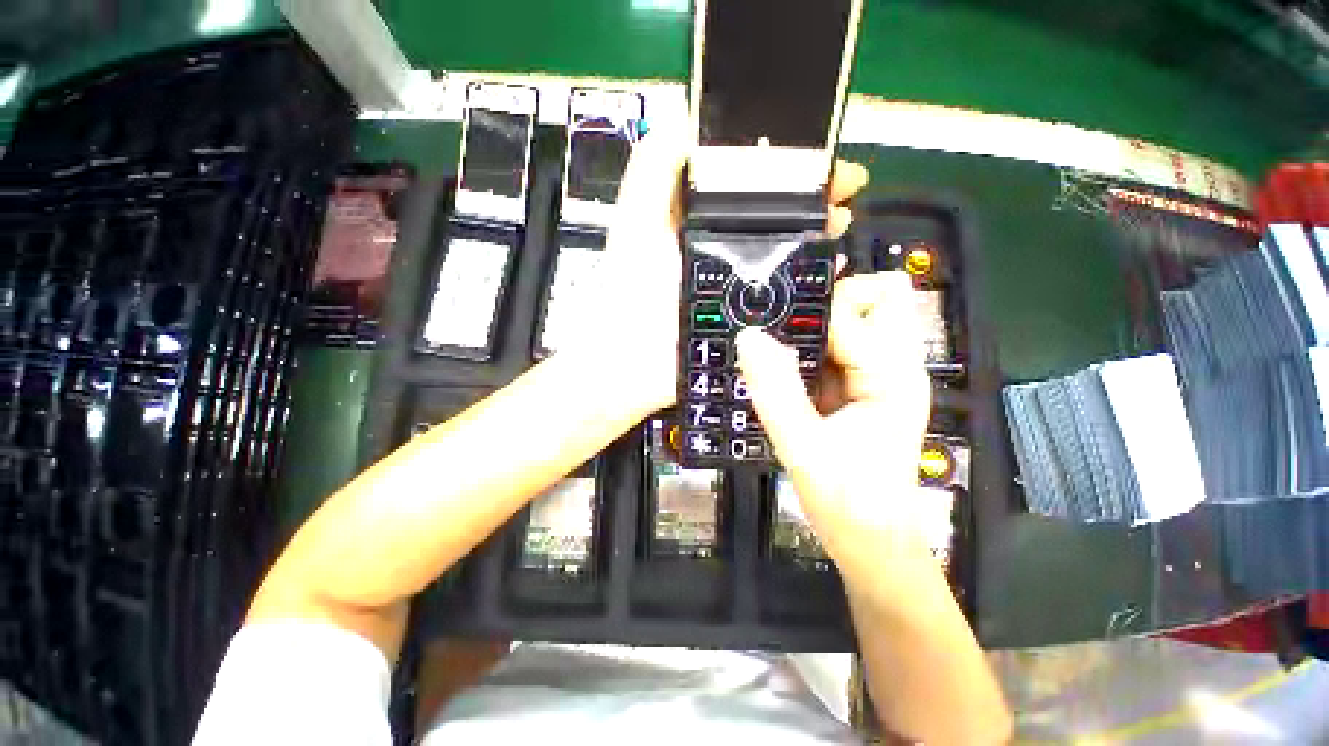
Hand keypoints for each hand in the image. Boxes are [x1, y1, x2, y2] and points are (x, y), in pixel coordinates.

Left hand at [559, 114, 872, 417]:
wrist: (636, 359)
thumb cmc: (633, 285)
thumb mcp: (636, 218)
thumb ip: (654, 167)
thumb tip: (687, 117)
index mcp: (698, 220)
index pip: (747, 181)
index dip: (781, 163)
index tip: (814, 152)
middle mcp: (723, 249)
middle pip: (776, 215)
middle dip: (812, 196)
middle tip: (845, 188)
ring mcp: (740, 285)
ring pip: (789, 251)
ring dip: (818, 233)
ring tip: (842, 222)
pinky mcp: (751, 318)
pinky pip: (791, 294)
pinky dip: (814, 279)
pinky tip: (835, 267)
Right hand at [736, 272, 933, 580]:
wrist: (869, 542)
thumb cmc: (848, 502)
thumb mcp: (804, 448)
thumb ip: (776, 391)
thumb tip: (749, 337)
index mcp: (891, 375)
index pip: (852, 311)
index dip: (809, 307)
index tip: (766, 313)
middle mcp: (892, 365)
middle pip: (874, 297)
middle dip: (825, 301)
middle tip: (778, 325)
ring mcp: (875, 375)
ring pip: (852, 319)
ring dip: (811, 324)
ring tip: (770, 344)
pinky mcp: (857, 387)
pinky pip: (834, 347)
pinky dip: (805, 347)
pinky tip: (777, 365)